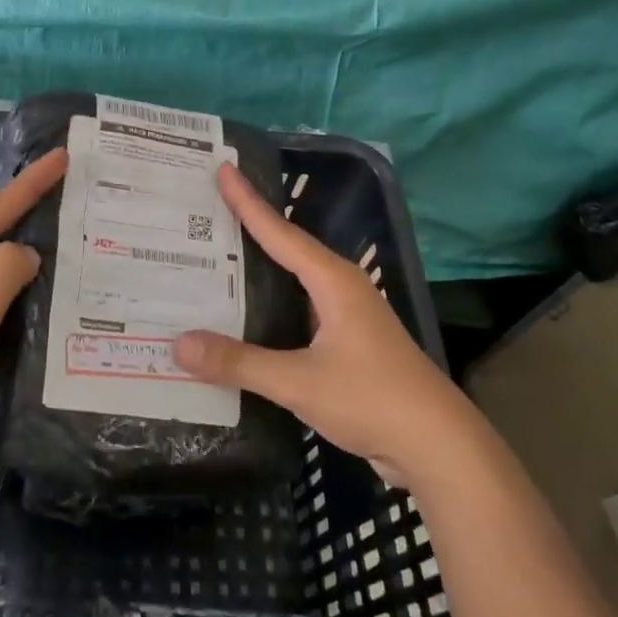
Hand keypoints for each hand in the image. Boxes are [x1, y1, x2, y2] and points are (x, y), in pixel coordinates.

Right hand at [174, 162, 454, 478]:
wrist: (439, 447)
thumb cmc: (373, 399)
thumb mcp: (299, 382)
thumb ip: (239, 362)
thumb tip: (178, 344)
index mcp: (333, 282)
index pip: (280, 232)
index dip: (248, 201)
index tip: (224, 168)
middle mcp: (341, 289)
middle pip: (287, 248)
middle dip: (250, 226)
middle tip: (208, 208)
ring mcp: (347, 317)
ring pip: (294, 281)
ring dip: (260, 267)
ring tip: (217, 256)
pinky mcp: (348, 344)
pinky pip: (299, 310)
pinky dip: (270, 304)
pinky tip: (246, 316)